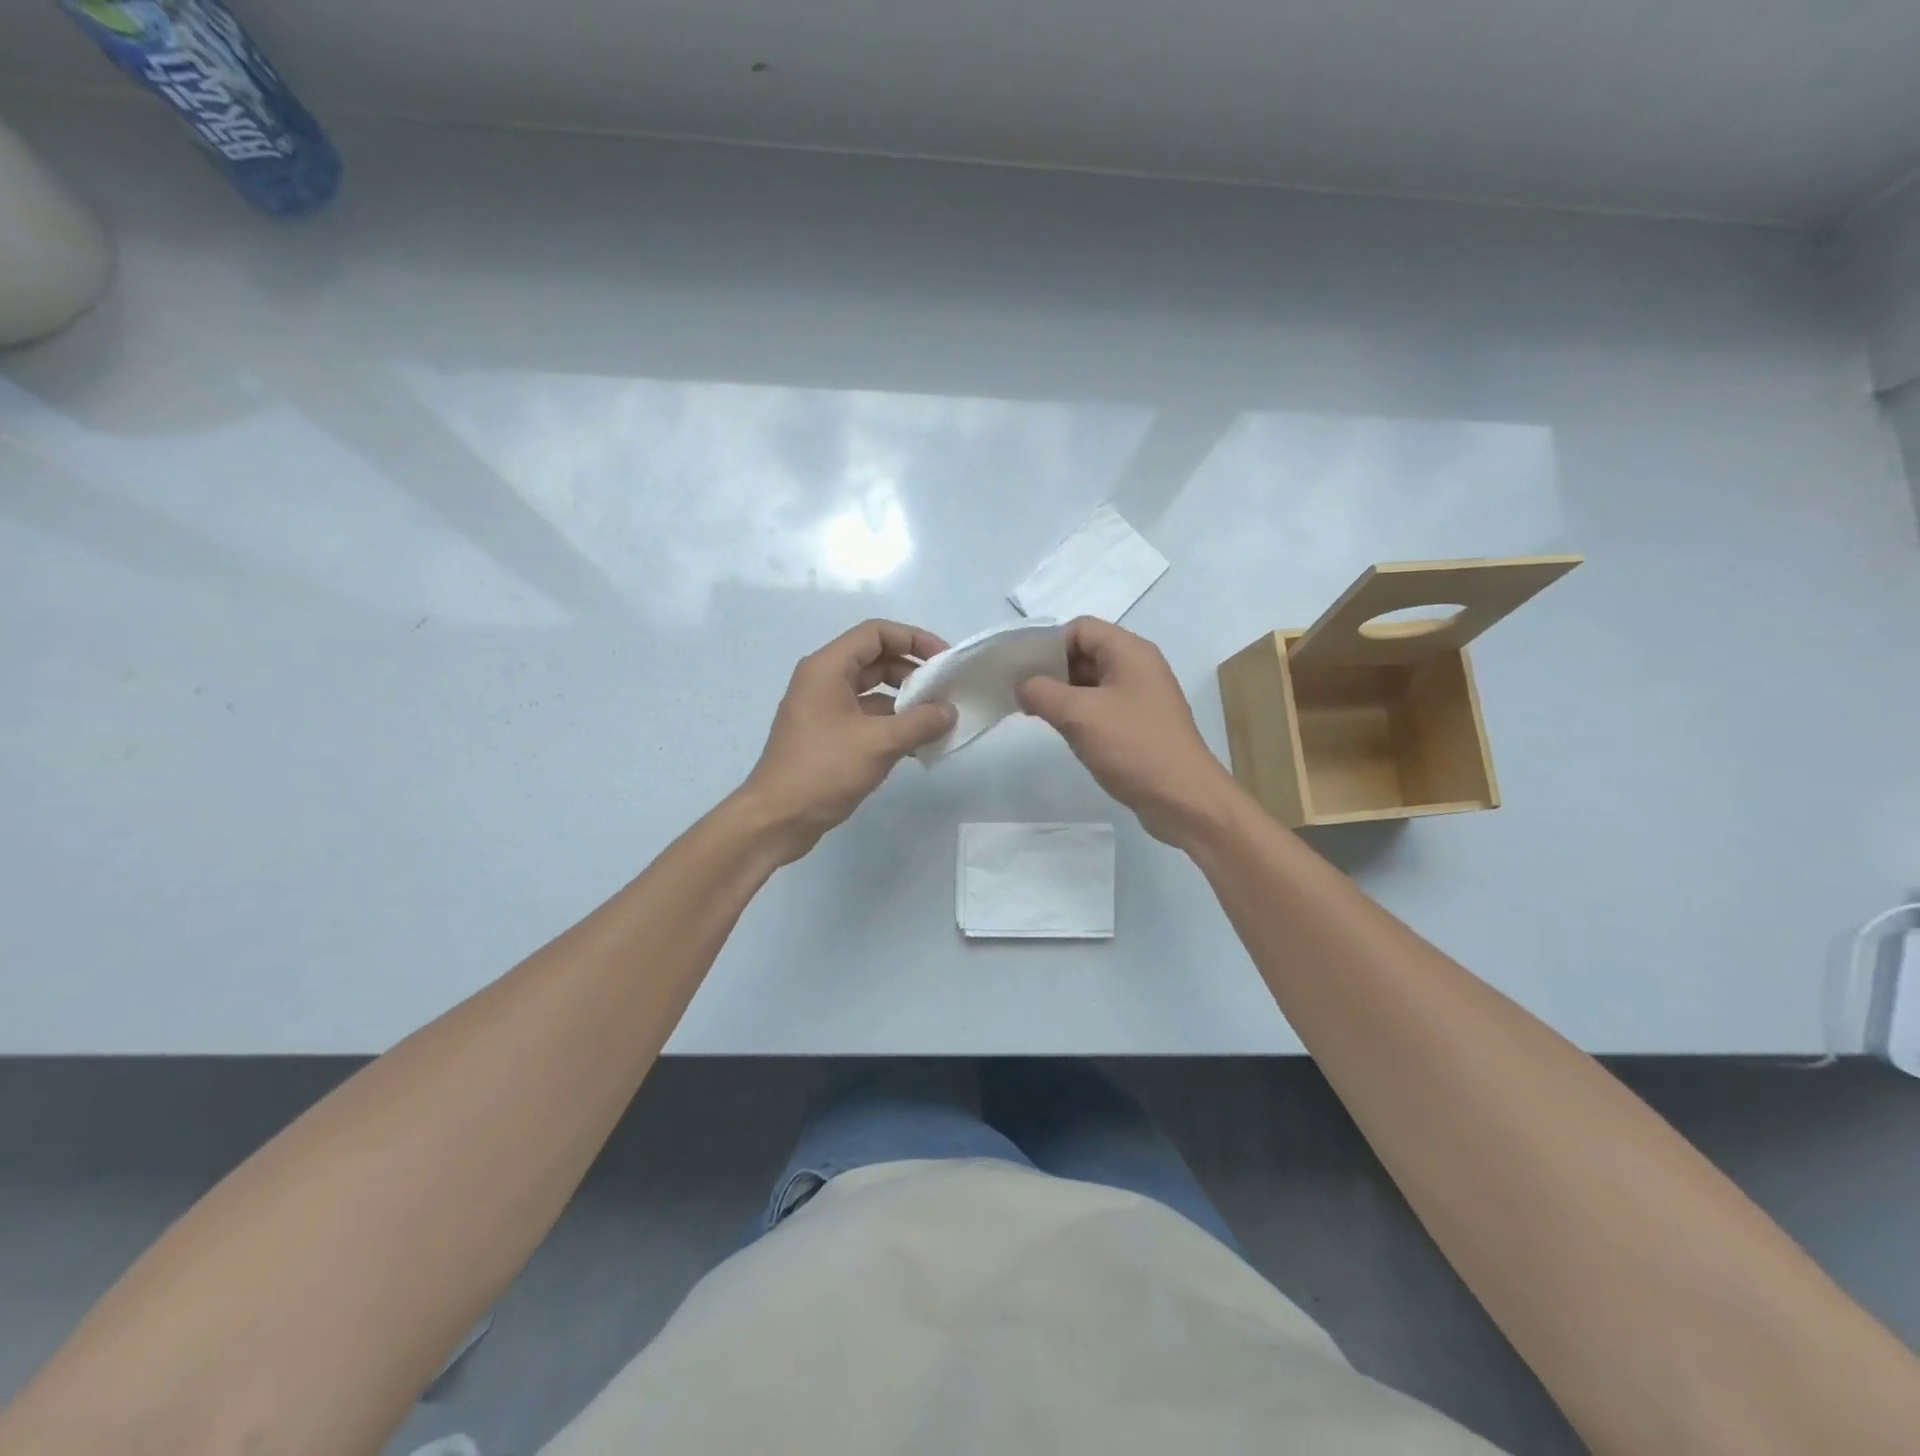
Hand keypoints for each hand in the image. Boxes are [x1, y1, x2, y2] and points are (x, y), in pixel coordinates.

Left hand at [738, 619, 955, 863]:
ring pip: (873, 692)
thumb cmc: (823, 770)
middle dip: (913, 672)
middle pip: (876, 660)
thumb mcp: (879, 743)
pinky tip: (919, 745)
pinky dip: (892, 725)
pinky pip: (866, 718)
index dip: (914, 639)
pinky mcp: (827, 736)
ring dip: (906, 702)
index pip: (876, 633)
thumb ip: (919, 723)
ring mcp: (823, 709)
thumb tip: (949, 711)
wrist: (776, 819)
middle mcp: (823, 681)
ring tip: (939, 720)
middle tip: (946, 691)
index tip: (944, 660)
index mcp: (828, 668)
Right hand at [1017, 617, 1241, 844]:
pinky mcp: (1140, 725)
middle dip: (1051, 669)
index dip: (1048, 644)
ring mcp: (1141, 697)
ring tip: (1034, 713)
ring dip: (1063, 693)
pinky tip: (1061, 731)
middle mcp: (1138, 667)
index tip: (1021, 670)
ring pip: (1092, 682)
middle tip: (1020, 693)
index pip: (1080, 628)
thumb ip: (1042, 692)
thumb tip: (1021, 685)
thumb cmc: (1133, 747)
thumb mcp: (1079, 715)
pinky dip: (1079, 713)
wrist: (1184, 799)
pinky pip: (1102, 707)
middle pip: (1085, 652)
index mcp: (1130, 652)